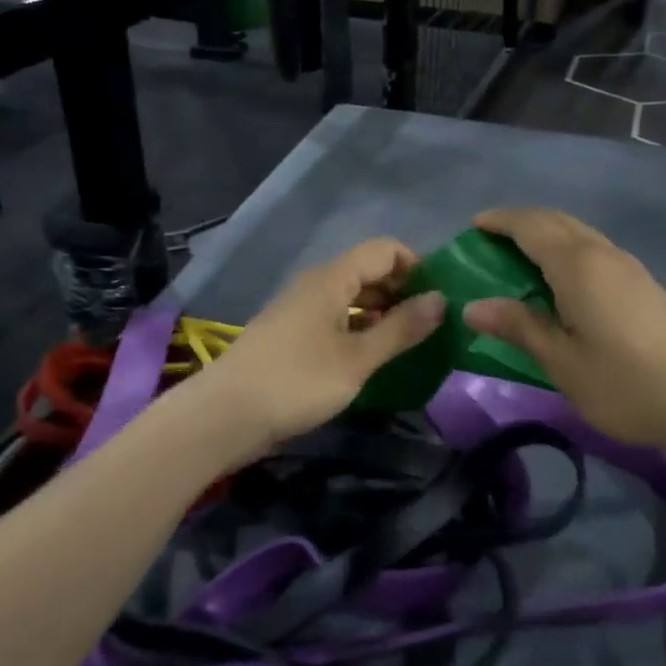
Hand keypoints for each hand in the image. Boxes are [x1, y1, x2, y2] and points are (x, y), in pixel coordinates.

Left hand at [194, 238, 446, 451]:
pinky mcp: (293, 334)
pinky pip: (337, 317)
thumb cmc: (296, 382)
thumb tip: (441, 300)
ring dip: (383, 312)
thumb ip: (401, 328)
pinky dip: (361, 328)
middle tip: (431, 324)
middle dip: (403, 291)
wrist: (224, 416)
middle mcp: (316, 284)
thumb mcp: (357, 359)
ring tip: (410, 342)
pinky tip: (374, 355)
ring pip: (353, 296)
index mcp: (332, 278)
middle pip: (369, 271)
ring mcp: (302, 308)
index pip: (385, 249)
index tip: (438, 299)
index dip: (416, 266)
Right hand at [462, 208, 665, 453]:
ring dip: (546, 235)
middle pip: (556, 220)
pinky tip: (561, 283)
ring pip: (579, 233)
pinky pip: (595, 250)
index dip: (499, 221)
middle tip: (490, 241)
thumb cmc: (625, 386)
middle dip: (520, 222)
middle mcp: (604, 254)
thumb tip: (473, 306)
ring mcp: (629, 267)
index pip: (531, 226)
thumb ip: (519, 327)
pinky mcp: (644, 284)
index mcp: (579, 266)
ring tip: (519, 260)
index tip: (472, 227)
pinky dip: (567, 251)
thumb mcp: (562, 362)